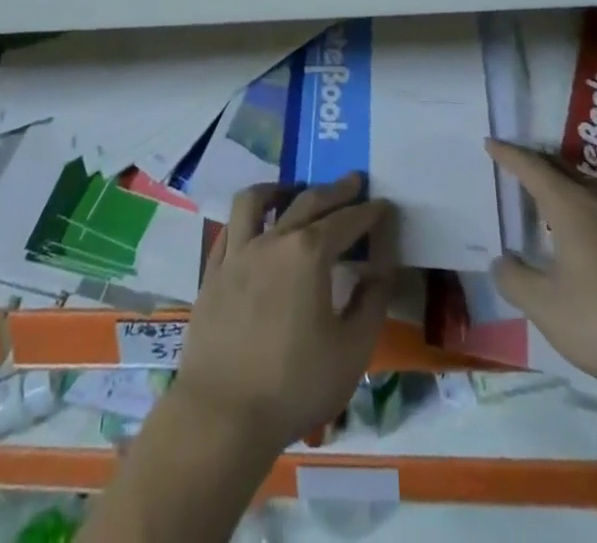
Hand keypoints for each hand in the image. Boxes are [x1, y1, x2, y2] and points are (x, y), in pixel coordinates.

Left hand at [176, 174, 399, 452]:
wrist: (223, 414)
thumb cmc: (295, 385)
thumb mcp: (352, 351)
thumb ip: (371, 304)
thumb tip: (379, 270)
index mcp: (310, 253)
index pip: (347, 221)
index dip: (368, 211)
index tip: (383, 203)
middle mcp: (273, 240)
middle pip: (307, 200)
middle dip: (335, 190)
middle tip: (353, 181)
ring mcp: (238, 252)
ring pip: (256, 200)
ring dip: (280, 188)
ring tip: (294, 190)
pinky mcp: (213, 272)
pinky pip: (230, 229)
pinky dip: (247, 219)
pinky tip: (255, 228)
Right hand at [486, 139, 596, 392]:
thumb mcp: (548, 308)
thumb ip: (516, 281)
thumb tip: (501, 261)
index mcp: (569, 206)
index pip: (532, 168)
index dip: (509, 155)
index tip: (490, 142)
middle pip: (561, 168)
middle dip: (534, 160)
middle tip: (512, 160)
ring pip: (584, 186)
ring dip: (559, 181)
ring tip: (540, 192)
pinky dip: (577, 203)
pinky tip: (576, 233)